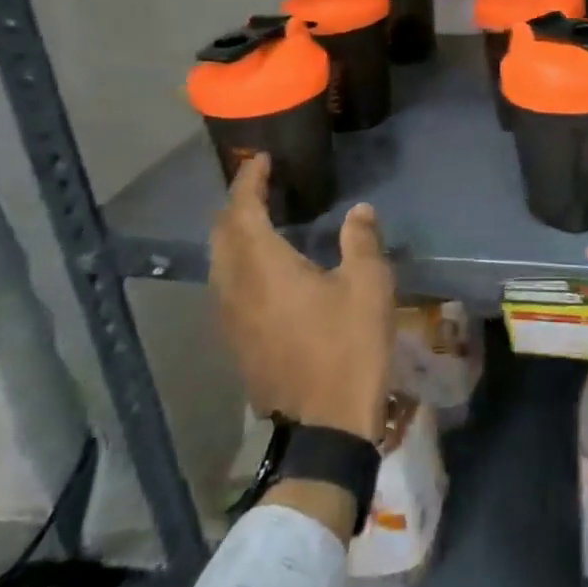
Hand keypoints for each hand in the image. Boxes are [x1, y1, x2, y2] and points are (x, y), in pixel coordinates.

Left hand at [211, 155, 394, 442]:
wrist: (324, 426)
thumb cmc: (348, 346)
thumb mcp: (368, 285)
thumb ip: (360, 240)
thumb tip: (359, 210)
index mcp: (263, 268)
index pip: (242, 211)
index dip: (248, 181)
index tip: (261, 160)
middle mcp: (235, 288)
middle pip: (221, 235)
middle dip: (236, 204)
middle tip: (261, 186)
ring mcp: (230, 320)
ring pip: (219, 263)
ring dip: (234, 234)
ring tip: (261, 220)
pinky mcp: (236, 343)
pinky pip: (225, 287)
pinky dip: (237, 262)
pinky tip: (263, 268)